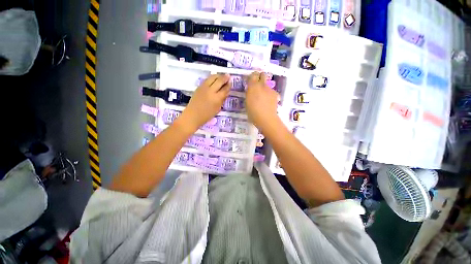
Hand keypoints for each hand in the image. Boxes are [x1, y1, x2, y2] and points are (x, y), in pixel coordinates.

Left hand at [180, 74, 230, 130]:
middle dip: (225, 77)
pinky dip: (212, 78)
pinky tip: (214, 79)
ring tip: (222, 76)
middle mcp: (211, 91)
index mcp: (217, 98)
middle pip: (219, 80)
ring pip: (212, 77)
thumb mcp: (217, 109)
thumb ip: (222, 100)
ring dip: (218, 75)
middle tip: (228, 76)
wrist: (193, 115)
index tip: (231, 82)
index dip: (228, 85)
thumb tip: (226, 92)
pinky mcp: (199, 86)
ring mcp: (204, 87)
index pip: (225, 89)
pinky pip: (207, 79)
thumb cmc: (207, 115)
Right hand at [245, 72, 279, 130]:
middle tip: (257, 84)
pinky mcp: (275, 94)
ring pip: (268, 84)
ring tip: (263, 96)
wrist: (265, 118)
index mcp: (253, 86)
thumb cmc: (252, 112)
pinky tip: (269, 101)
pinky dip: (270, 94)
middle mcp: (262, 85)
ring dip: (265, 87)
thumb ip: (249, 93)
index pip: (253, 74)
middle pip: (263, 75)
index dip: (252, 76)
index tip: (250, 81)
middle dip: (260, 77)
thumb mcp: (247, 102)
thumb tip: (251, 90)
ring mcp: (270, 89)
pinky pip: (272, 91)